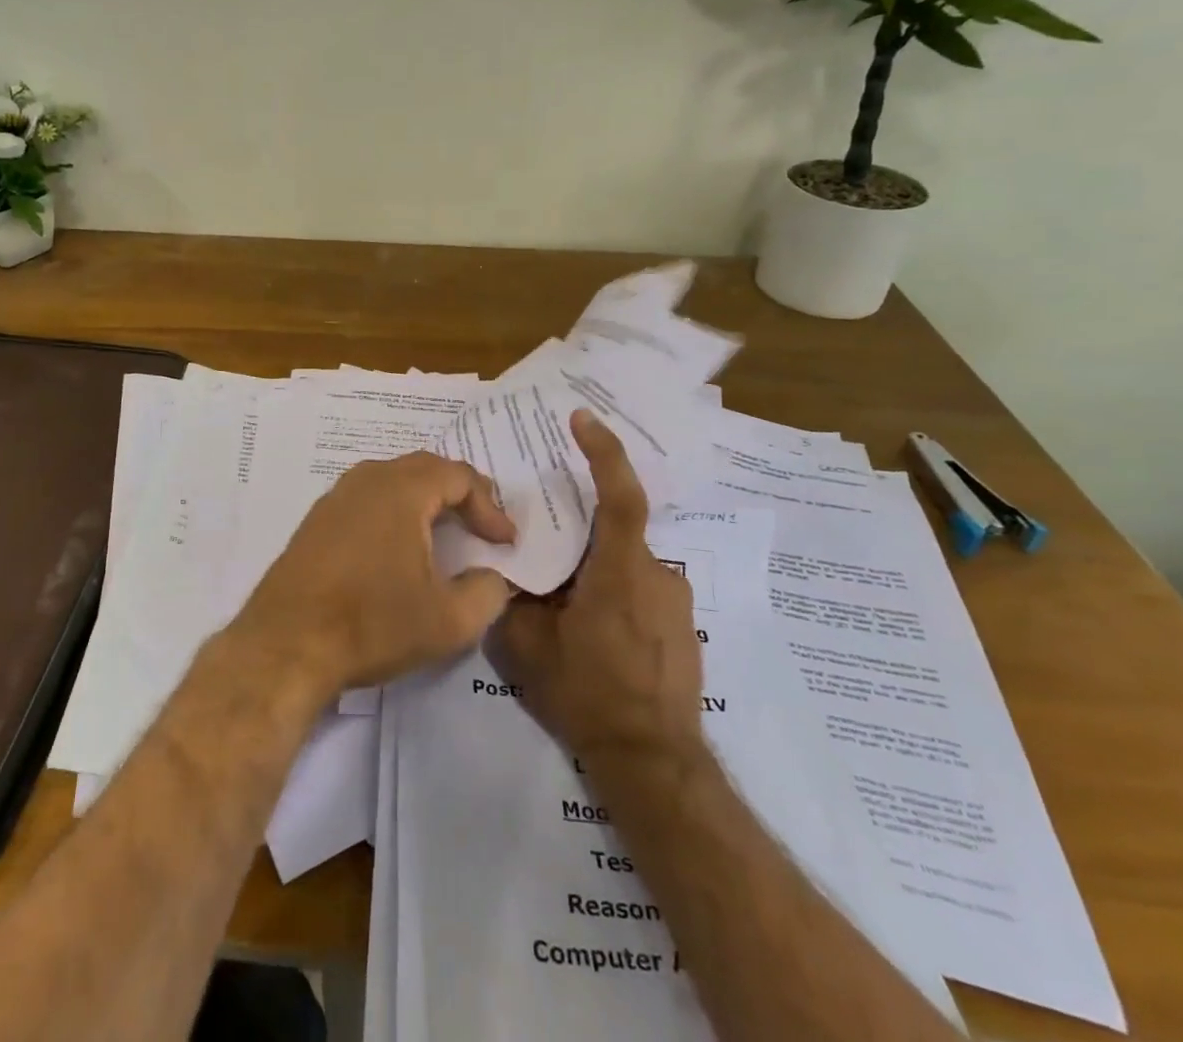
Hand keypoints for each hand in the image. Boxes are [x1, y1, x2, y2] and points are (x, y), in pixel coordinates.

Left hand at [231, 452, 517, 698]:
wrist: (286, 644)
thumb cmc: (372, 624)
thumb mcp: (449, 621)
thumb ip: (487, 593)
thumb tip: (492, 577)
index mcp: (401, 490)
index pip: (458, 476)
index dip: (489, 506)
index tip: (505, 542)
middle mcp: (367, 480)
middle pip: (424, 469)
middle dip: (459, 494)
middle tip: (481, 526)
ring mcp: (335, 498)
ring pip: (392, 482)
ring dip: (424, 501)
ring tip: (443, 533)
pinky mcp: (315, 522)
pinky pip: (366, 501)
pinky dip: (393, 513)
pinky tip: (396, 549)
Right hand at [488, 409, 705, 761]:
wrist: (653, 763)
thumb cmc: (588, 695)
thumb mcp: (528, 646)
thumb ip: (511, 598)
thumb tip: (500, 567)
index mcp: (620, 572)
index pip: (619, 496)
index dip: (603, 452)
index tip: (582, 419)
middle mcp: (656, 575)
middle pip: (616, 529)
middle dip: (580, 530)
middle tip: (545, 550)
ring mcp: (675, 602)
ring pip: (626, 563)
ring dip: (594, 569)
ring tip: (564, 605)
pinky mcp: (681, 627)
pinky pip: (640, 588)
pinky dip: (613, 592)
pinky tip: (592, 631)